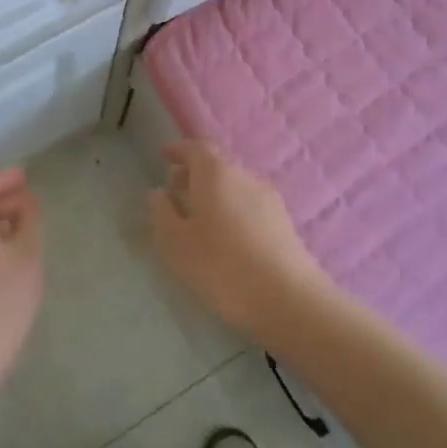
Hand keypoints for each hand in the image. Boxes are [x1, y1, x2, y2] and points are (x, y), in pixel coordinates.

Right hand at [147, 141, 328, 336]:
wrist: (287, 299)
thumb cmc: (221, 265)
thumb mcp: (176, 242)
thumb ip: (162, 212)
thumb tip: (159, 192)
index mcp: (216, 173)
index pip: (196, 148)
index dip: (178, 150)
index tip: (164, 155)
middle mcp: (246, 176)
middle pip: (217, 165)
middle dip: (195, 174)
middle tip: (176, 191)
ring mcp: (270, 199)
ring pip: (235, 186)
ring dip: (215, 194)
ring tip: (199, 218)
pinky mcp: (284, 223)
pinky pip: (250, 206)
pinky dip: (233, 210)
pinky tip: (226, 237)